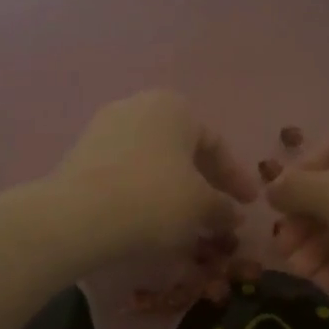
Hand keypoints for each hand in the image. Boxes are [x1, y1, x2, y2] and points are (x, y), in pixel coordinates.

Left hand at [50, 91, 260, 263]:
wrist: (79, 216)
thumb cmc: (155, 199)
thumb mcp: (201, 206)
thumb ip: (222, 207)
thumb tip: (233, 215)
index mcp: (174, 107)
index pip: (215, 145)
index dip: (236, 178)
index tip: (249, 205)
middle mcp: (138, 107)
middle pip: (182, 150)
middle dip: (203, 183)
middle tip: (219, 213)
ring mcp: (104, 129)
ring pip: (153, 162)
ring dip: (173, 191)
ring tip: (186, 222)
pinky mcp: (81, 156)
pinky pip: (126, 174)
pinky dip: (144, 194)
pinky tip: (151, 221)